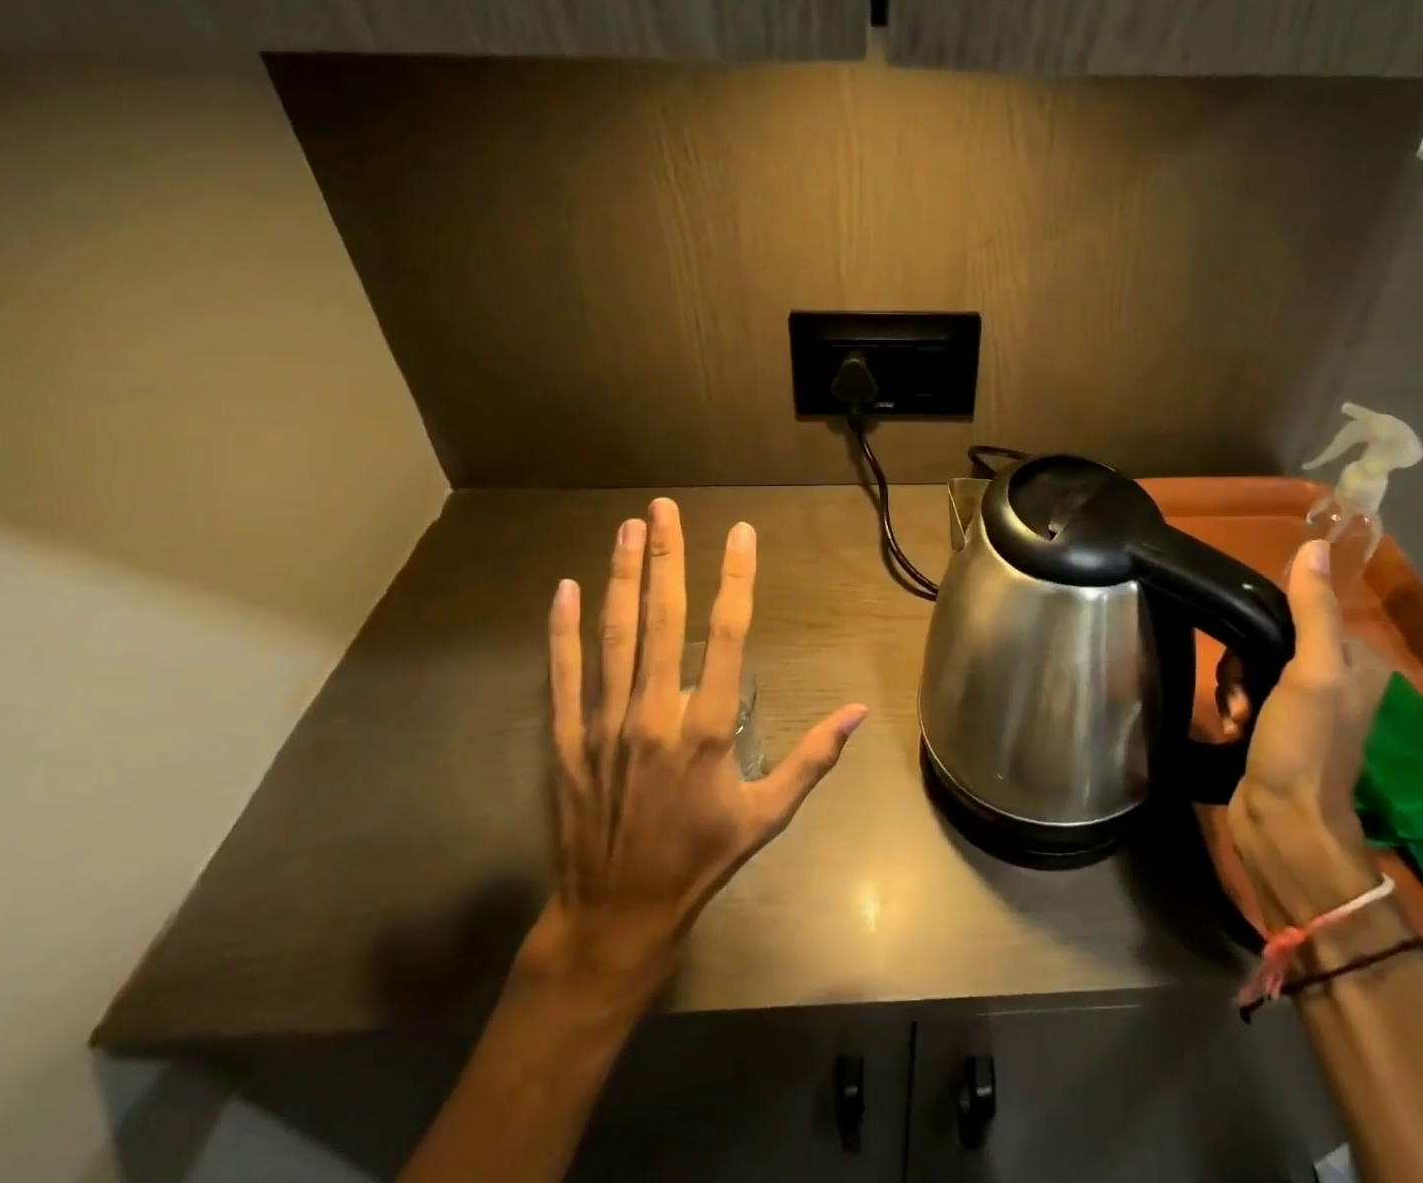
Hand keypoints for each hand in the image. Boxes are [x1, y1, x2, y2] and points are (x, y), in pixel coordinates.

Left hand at [515, 498, 868, 1004]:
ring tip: (627, 528)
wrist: (618, 915)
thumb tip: (858, 712)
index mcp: (707, 728)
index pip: (727, 635)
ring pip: (614, 637)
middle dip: (665, 557)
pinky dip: (563, 631)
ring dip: (620, 578)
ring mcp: (606, 725)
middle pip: (663, 619)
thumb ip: (813, 758)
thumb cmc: (702, 859)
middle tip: (664, 508)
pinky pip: (565, 676)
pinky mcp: (569, 741)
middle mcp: (655, 714)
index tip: (739, 534)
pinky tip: (565, 589)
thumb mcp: (768, 815)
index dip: (736, 578)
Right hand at [1222, 539, 1388, 918]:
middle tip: (1242, 690)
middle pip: (1269, 637)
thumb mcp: (1311, 673)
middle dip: (1243, 660)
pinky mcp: (1275, 729)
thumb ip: (1313, 610)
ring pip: (1250, 665)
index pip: (1302, 610)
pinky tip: (1231, 727)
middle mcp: (1333, 681)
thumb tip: (1314, 546)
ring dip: (1234, 686)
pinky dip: (1232, 707)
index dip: (1267, 620)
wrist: (1283, 826)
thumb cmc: (1303, 747)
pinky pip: (1243, 694)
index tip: (1249, 645)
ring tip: (1236, 715)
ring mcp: (1303, 708)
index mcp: (1355, 662)